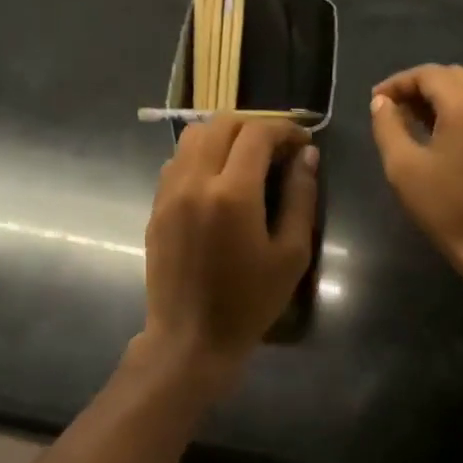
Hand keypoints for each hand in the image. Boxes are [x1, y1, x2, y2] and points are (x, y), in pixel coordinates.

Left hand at [141, 115, 318, 373]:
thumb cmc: (250, 302)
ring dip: (224, 136)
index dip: (284, 129)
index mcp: (232, 193)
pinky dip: (201, 155)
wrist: (191, 338)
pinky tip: (218, 181)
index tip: (302, 141)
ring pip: (193, 137)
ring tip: (247, 159)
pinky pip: (177, 161)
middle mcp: (194, 181)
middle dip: (254, 126)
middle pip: (221, 124)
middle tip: (277, 148)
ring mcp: (169, 193)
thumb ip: (300, 198)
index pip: (257, 134)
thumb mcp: (290, 254)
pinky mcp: (156, 207)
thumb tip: (306, 156)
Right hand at [370, 65, 462, 280]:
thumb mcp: (403, 166)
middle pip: (451, 76)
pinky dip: (456, 110)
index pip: (428, 74)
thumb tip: (382, 102)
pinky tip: (437, 134)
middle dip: (418, 86)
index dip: (398, 82)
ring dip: (438, 97)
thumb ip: (388, 126)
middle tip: (391, 110)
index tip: (375, 101)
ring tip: (409, 121)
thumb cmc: (445, 206)